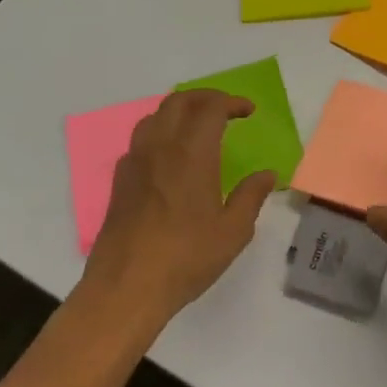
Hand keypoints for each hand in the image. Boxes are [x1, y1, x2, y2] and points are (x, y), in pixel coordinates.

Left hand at [81, 90, 274, 323]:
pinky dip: (160, 133)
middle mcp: (160, 148)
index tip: (248, 111)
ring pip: (155, 116)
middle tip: (226, 109)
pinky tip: (169, 157)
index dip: (231, 102)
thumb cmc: (185, 258)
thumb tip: (267, 174)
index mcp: (192, 154)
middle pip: (178, 102)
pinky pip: (140, 140)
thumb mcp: (233, 232)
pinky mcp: (120, 181)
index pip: (210, 108)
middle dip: (205, 98)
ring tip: (197, 126)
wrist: (125, 288)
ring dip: (179, 111)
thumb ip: (251, 196)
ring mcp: (135, 163)